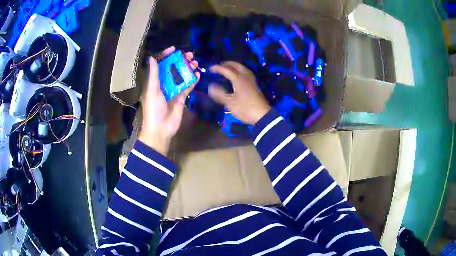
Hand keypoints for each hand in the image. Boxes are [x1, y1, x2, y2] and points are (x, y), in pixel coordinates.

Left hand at [139, 46, 199, 154]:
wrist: (160, 129)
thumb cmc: (153, 109)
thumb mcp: (152, 90)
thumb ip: (153, 74)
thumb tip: (151, 57)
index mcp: (154, 81)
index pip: (160, 65)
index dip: (165, 56)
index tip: (174, 49)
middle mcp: (164, 84)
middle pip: (173, 69)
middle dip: (181, 61)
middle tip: (190, 55)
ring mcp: (173, 90)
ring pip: (182, 76)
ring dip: (188, 69)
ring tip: (196, 62)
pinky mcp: (181, 97)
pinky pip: (188, 86)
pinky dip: (193, 80)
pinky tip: (198, 74)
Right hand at [208, 61, 270, 124]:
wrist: (262, 115)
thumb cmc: (245, 109)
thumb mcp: (230, 103)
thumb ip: (220, 94)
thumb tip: (210, 86)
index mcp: (239, 79)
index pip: (226, 70)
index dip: (218, 68)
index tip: (210, 68)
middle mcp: (246, 76)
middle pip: (236, 65)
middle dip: (226, 64)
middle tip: (219, 66)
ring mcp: (251, 80)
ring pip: (242, 67)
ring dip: (234, 65)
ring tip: (227, 68)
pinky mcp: (254, 84)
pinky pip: (245, 72)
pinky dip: (239, 70)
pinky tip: (237, 75)